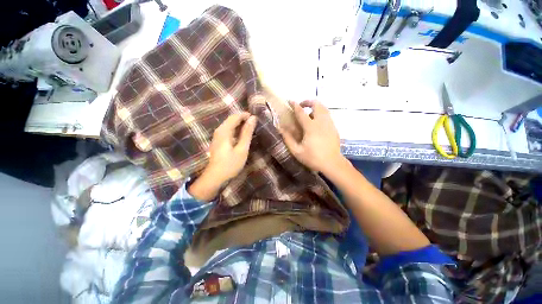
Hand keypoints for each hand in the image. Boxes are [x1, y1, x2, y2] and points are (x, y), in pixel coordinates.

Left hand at [207, 112, 256, 181]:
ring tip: (251, 129)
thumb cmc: (230, 164)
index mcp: (224, 131)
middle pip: (232, 119)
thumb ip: (247, 133)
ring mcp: (217, 136)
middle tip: (255, 125)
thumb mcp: (242, 148)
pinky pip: (228, 131)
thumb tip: (253, 118)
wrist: (215, 177)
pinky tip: (243, 136)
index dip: (246, 115)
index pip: (235, 116)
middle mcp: (219, 130)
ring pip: (230, 125)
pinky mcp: (218, 141)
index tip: (256, 119)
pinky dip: (236, 131)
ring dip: (241, 125)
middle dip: (244, 120)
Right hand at [280, 100, 344, 174]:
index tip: (290, 101)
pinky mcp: (334, 128)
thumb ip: (288, 139)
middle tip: (301, 106)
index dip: (295, 105)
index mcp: (311, 127)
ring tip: (308, 114)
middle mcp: (321, 122)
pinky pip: (327, 115)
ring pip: (324, 108)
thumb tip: (281, 129)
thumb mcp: (297, 151)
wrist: (332, 164)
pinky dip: (320, 114)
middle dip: (308, 101)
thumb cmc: (313, 158)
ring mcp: (329, 124)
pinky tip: (316, 123)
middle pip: (317, 104)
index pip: (301, 112)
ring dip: (315, 107)